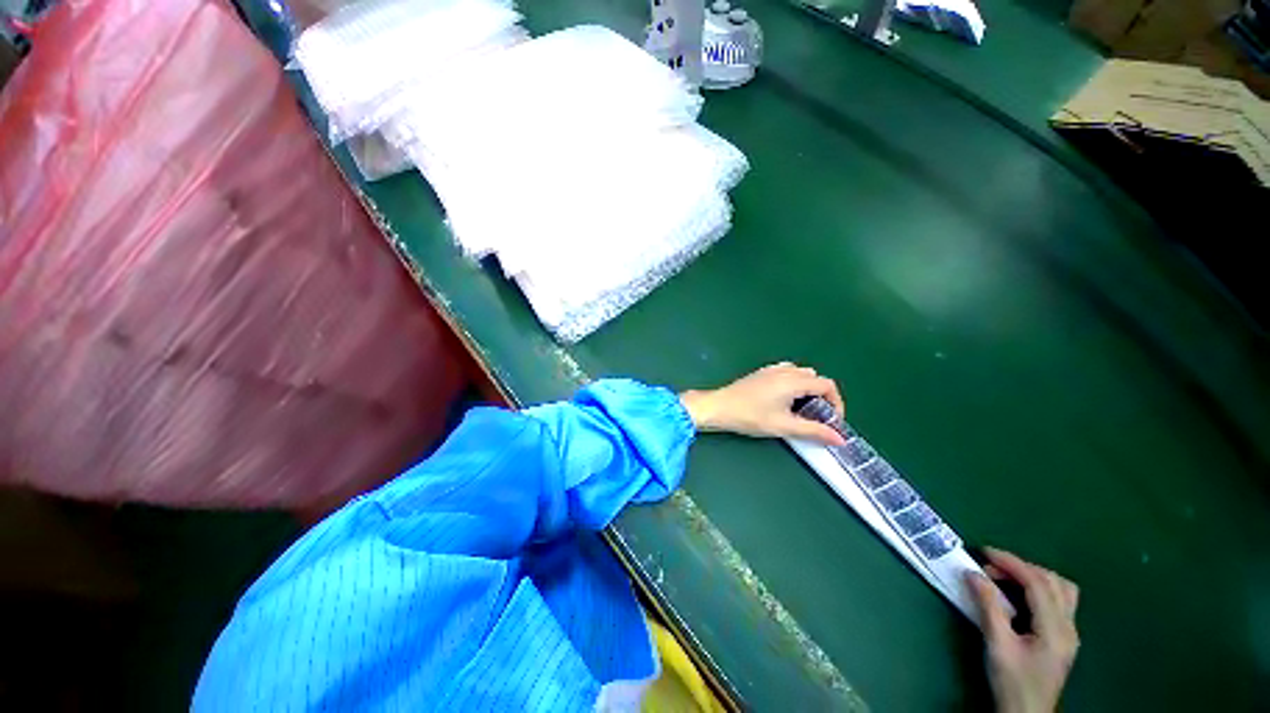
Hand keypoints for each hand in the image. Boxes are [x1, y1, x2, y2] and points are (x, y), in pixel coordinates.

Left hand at [679, 362, 845, 444]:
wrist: (719, 407)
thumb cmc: (750, 416)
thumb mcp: (784, 426)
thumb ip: (813, 431)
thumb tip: (839, 438)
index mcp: (793, 380)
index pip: (827, 386)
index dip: (836, 403)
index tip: (832, 422)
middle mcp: (784, 370)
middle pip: (815, 378)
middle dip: (822, 397)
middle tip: (817, 417)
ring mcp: (771, 370)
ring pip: (800, 374)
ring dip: (808, 389)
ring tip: (801, 410)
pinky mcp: (761, 373)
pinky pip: (786, 373)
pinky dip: (794, 384)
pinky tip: (784, 400)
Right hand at [968, 548, 1079, 712]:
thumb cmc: (1012, 682)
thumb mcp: (997, 646)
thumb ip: (988, 607)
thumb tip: (972, 573)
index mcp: (1055, 630)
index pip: (1038, 584)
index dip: (1011, 563)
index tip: (983, 552)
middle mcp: (1069, 627)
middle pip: (1053, 582)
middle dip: (1021, 567)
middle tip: (990, 567)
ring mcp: (1070, 633)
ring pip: (1061, 589)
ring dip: (1034, 576)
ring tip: (1006, 578)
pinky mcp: (1064, 638)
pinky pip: (1058, 601)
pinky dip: (1039, 589)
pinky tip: (1020, 596)